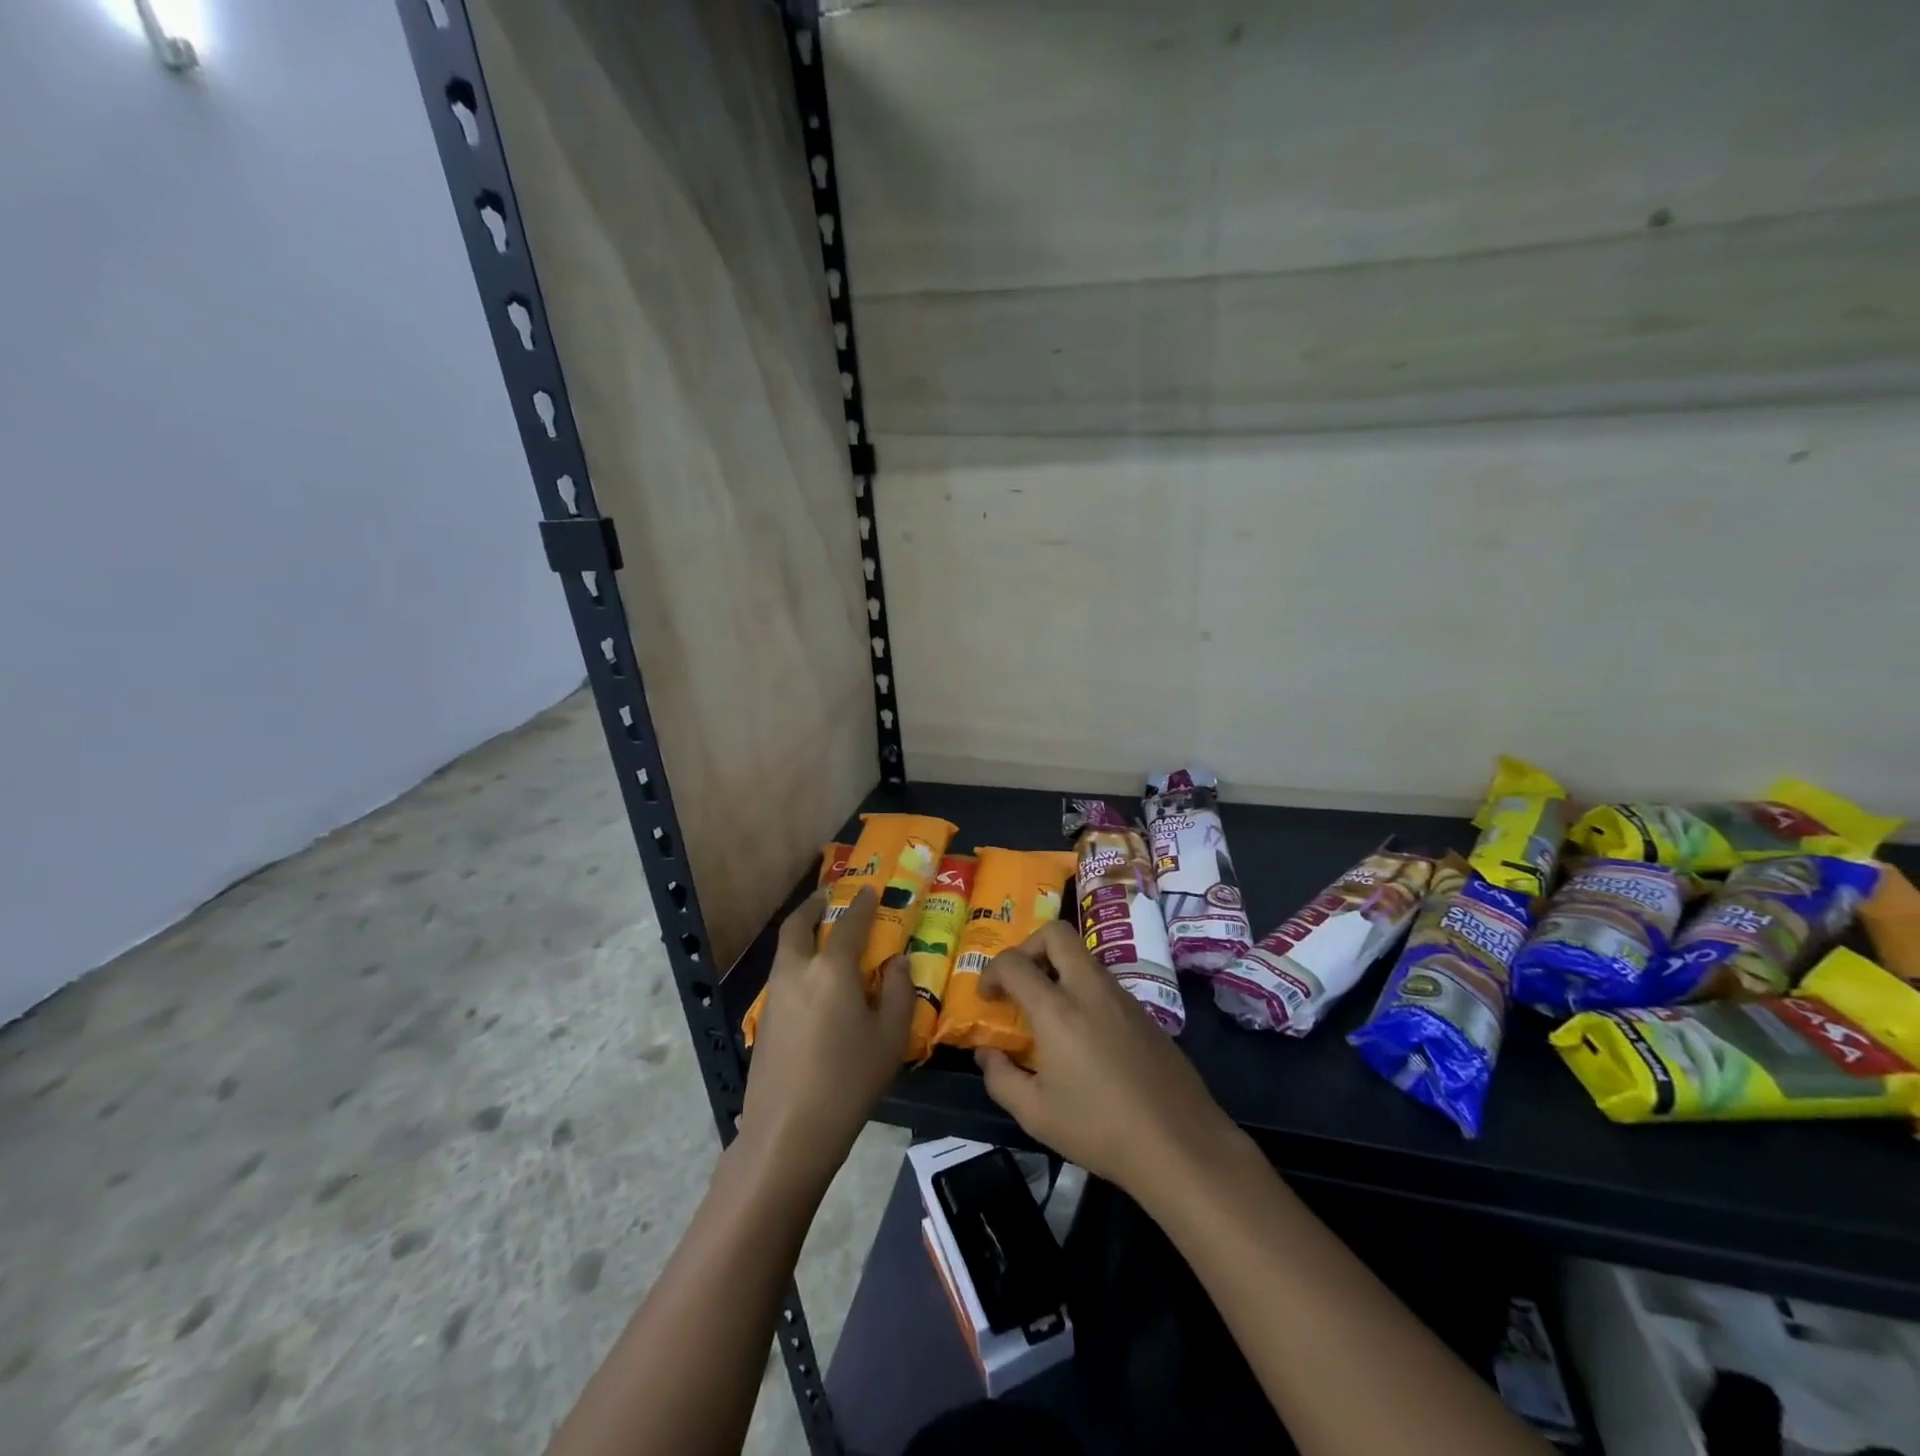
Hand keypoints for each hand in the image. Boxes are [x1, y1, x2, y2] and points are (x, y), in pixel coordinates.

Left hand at [738, 888, 911, 1182]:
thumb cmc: (849, 1081)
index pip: (849, 924)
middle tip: (829, 898)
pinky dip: (797, 961)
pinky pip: (783, 974)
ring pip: (786, 949)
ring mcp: (774, 995)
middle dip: (814, 906)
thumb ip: (897, 992)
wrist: (788, 1132)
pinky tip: (814, 983)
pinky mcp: (764, 1020)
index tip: (869, 889)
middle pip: (798, 925)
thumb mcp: (890, 1037)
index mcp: (831, 969)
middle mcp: (797, 971)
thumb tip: (895, 962)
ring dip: (802, 933)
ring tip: (823, 935)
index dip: (861, 904)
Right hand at [975, 920, 1238, 1195]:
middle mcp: (1090, 989)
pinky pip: (1104, 983)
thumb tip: (987, 1053)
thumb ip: (1000, 1078)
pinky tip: (1083, 1035)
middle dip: (1029, 946)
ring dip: (1058, 968)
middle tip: (1019, 980)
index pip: (1014, 962)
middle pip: (1057, 933)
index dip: (991, 971)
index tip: (986, 996)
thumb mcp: (1035, 1114)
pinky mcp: (1145, 1012)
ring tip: (1048, 1012)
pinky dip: (1083, 991)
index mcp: (1058, 1010)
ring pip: (1083, 957)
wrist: (1179, 1143)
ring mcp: (1123, 997)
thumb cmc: (1099, 1129)